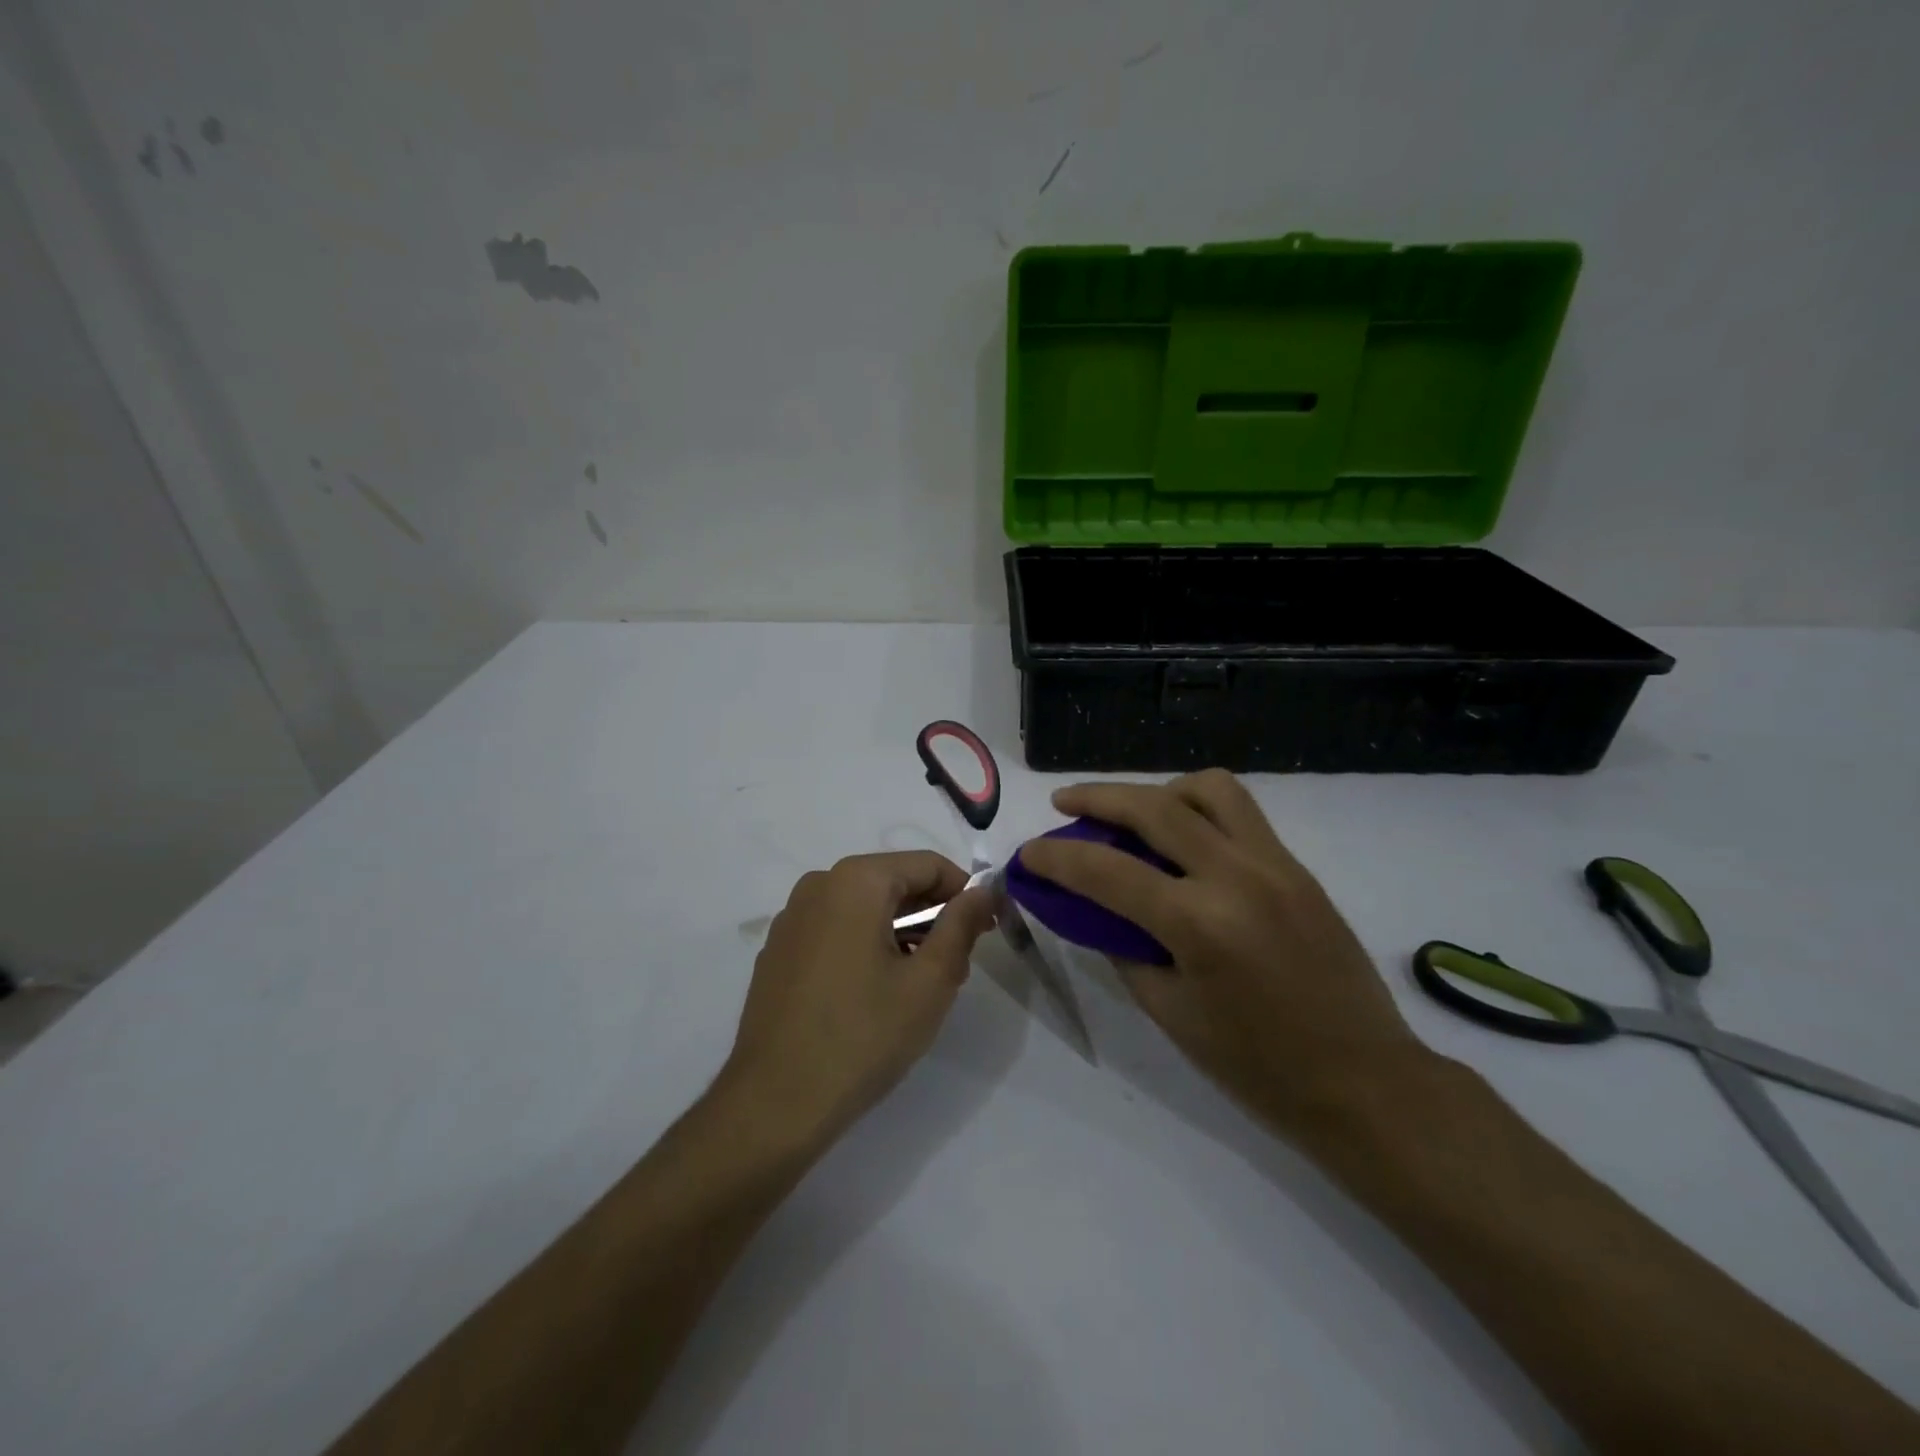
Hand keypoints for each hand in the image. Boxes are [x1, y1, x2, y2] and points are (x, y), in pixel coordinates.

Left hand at [721, 852, 996, 1147]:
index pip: (927, 864)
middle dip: (932, 914)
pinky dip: (865, 944)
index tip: (986, 929)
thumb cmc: (863, 1035)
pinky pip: (835, 929)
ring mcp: (791, 918)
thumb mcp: (930, 981)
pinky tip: (876, 992)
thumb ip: (961, 925)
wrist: (775, 1102)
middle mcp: (818, 885)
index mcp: (855, 881)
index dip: (965, 892)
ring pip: (864, 907)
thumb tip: (983, 890)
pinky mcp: (778, 951)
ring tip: (921, 983)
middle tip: (958, 963)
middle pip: (893, 882)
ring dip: (901, 932)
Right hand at [1017, 771, 1425, 1138]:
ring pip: (1208, 789)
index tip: (1028, 854)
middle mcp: (1238, 876)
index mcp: (1200, 924)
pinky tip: (1183, 842)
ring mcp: (1275, 864)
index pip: (1107, 870)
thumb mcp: (1171, 1013)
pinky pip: (1240, 813)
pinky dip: (1198, 809)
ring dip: (1158, 791)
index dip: (1056, 857)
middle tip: (1064, 803)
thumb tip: (1091, 907)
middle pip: (1154, 807)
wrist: (1365, 1082)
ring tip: (1134, 816)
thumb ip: (1123, 948)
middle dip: (1096, 797)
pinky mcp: (1297, 867)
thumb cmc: (1258, 1067)